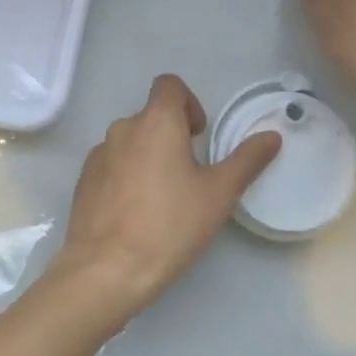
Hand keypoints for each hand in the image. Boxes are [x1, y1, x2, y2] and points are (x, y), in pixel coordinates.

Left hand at [45, 74, 281, 329]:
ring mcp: (98, 155)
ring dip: (149, 156)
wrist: (106, 270)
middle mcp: (123, 128)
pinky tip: (136, 213)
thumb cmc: (169, 225)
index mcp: (156, 121)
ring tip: (163, 198)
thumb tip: (272, 136)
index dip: (189, 102)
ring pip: (130, 142)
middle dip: (172, 136)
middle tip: (189, 174)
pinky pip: (112, 165)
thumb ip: (247, 160)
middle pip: (151, 116)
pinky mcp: (84, 181)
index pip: (169, 85)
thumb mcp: (218, 194)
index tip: (198, 136)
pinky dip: (126, 176)